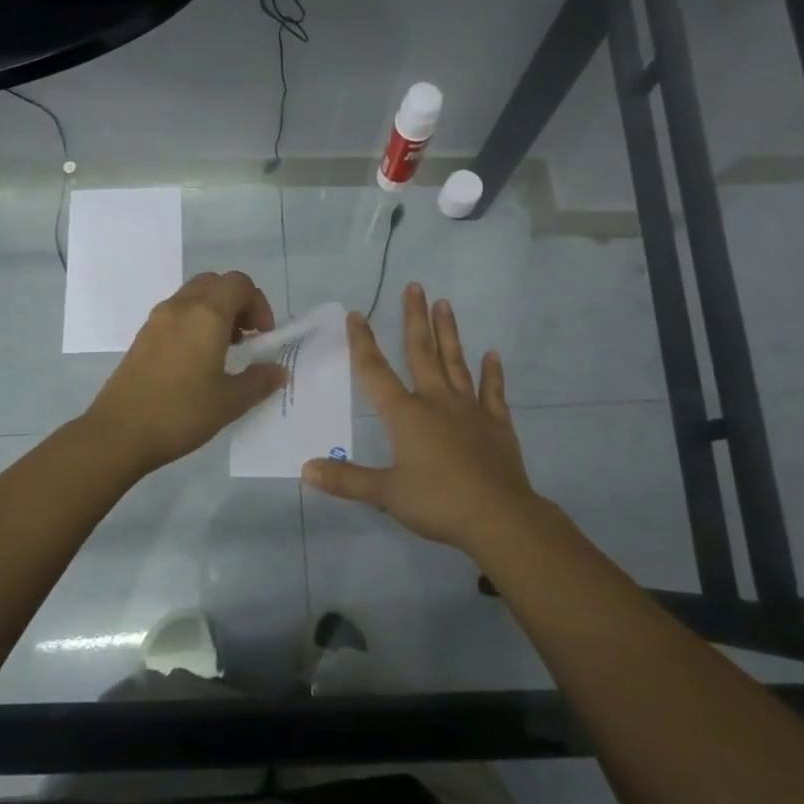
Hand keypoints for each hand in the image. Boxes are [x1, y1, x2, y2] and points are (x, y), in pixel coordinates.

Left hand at [82, 270, 287, 474]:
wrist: (119, 433)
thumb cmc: (180, 413)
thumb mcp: (230, 402)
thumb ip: (259, 381)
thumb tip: (278, 371)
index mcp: (207, 315)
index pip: (239, 284)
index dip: (258, 304)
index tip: (262, 337)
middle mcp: (181, 307)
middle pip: (215, 283)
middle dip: (237, 303)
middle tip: (245, 338)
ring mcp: (157, 320)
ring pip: (193, 296)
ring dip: (214, 311)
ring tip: (223, 350)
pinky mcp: (142, 336)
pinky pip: (175, 313)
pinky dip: (193, 322)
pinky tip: (196, 361)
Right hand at [303, 283, 544, 551]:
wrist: (499, 517)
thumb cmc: (438, 502)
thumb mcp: (386, 493)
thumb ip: (346, 480)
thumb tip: (305, 469)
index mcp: (406, 415)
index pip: (376, 372)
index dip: (363, 343)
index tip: (357, 315)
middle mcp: (436, 402)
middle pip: (422, 352)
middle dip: (415, 318)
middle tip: (415, 286)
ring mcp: (470, 410)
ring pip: (456, 362)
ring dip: (449, 333)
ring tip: (445, 303)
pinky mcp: (497, 424)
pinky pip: (493, 392)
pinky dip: (492, 373)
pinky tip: (492, 355)